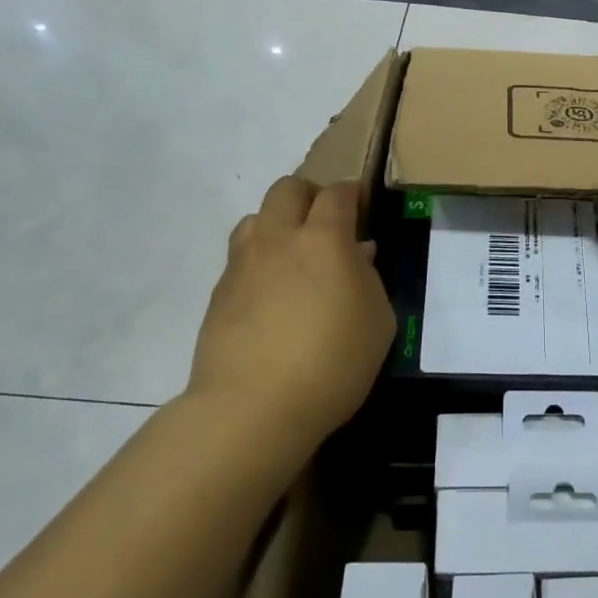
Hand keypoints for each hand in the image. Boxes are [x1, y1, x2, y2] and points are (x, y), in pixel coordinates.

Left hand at [184, 176, 395, 456]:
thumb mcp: (378, 323)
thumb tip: (358, 254)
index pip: (337, 194)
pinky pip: (240, 257)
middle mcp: (278, 239)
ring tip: (293, 254)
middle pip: (288, 190)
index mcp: (324, 240)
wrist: (254, 407)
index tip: (362, 204)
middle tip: (327, 221)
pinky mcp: (219, 293)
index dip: (352, 193)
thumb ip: (369, 279)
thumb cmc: (333, 363)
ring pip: (255, 218)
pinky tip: (272, 293)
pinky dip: (259, 260)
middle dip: (310, 195)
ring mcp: (242, 264)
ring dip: (277, 223)